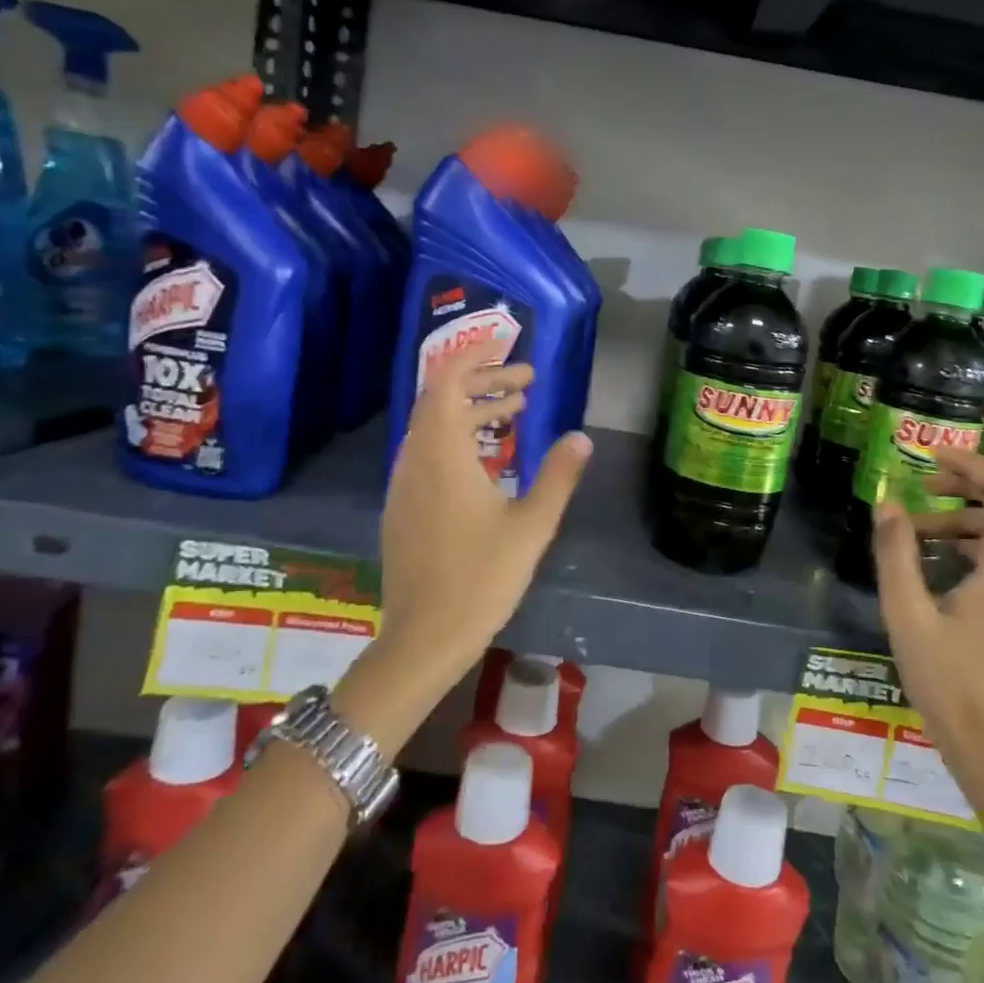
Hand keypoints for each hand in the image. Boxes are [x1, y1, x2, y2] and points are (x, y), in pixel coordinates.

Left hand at [376, 340, 591, 689]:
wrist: (424, 638)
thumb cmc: (482, 578)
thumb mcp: (532, 525)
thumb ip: (558, 476)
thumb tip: (581, 437)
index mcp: (442, 455)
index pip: (447, 382)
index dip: (473, 356)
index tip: (505, 345)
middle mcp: (415, 460)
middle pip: (441, 400)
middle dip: (483, 382)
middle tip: (527, 384)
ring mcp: (403, 485)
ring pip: (433, 428)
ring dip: (471, 411)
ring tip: (515, 413)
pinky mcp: (402, 508)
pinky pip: (427, 453)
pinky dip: (457, 438)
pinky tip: (488, 459)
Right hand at [872, 448, 983, 745]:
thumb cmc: (944, 677)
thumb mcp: (906, 612)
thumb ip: (896, 553)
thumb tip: (887, 503)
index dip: (975, 465)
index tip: (934, 456)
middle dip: (968, 486)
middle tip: (923, 484)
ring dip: (967, 518)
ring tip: (918, 529)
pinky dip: (977, 543)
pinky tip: (939, 560)